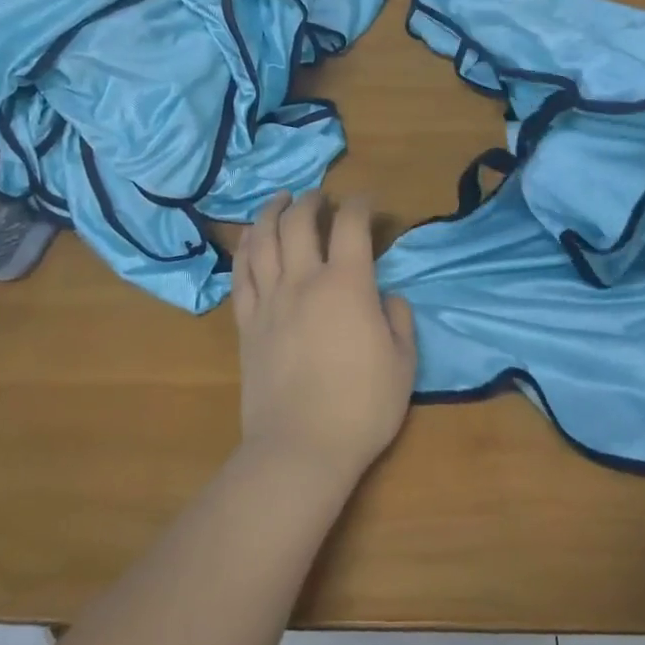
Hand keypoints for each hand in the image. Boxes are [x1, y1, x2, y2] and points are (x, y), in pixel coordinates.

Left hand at [232, 190, 416, 483]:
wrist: (301, 448)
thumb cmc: (362, 407)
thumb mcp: (403, 363)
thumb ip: (399, 319)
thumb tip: (387, 296)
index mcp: (347, 285)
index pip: (351, 225)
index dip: (360, 204)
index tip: (368, 201)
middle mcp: (304, 281)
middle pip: (300, 222)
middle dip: (312, 201)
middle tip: (320, 197)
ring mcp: (269, 301)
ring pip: (263, 240)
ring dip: (271, 212)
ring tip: (280, 200)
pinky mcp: (246, 324)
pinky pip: (240, 275)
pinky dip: (245, 249)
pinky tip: (250, 240)